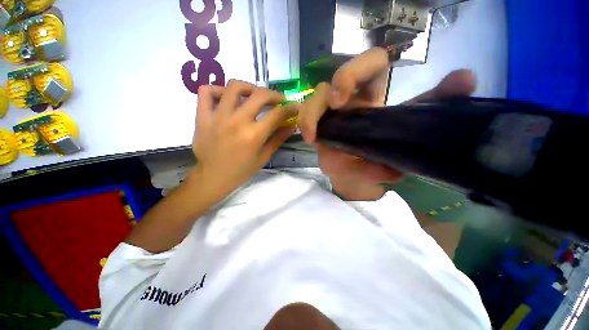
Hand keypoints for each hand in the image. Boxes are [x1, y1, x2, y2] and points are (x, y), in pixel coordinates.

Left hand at [190, 80, 298, 203]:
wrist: (212, 178)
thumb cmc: (241, 171)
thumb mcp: (264, 157)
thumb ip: (278, 139)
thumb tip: (291, 125)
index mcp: (254, 135)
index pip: (277, 114)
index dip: (290, 108)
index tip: (295, 106)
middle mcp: (237, 121)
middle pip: (260, 95)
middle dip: (274, 94)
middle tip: (278, 100)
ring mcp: (217, 116)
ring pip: (234, 86)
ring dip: (249, 87)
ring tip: (254, 95)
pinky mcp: (202, 116)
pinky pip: (206, 92)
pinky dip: (218, 89)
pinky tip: (227, 98)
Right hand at [299, 47, 475, 200]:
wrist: (359, 176)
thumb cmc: (382, 158)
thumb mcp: (407, 138)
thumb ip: (429, 112)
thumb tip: (465, 78)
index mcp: (373, 96)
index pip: (369, 65)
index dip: (357, 69)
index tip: (351, 91)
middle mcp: (349, 101)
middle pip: (334, 79)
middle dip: (336, 84)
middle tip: (337, 103)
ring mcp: (329, 115)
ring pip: (315, 99)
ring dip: (311, 113)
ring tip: (314, 134)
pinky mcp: (318, 128)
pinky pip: (305, 119)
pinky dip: (305, 124)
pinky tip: (309, 137)